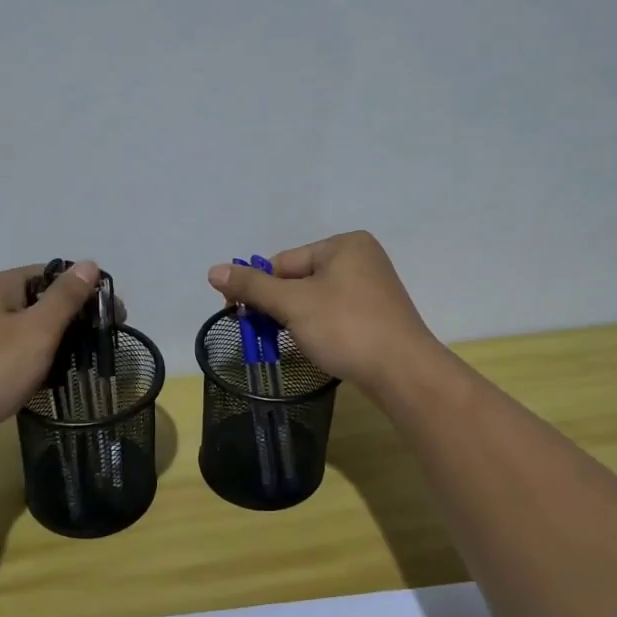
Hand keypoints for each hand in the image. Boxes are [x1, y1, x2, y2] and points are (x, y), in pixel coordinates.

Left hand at [0, 261, 102, 459]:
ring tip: (79, 365)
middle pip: (39, 301)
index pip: (51, 273)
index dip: (84, 290)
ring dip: (54, 343)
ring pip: (27, 329)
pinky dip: (33, 361)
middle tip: (99, 345)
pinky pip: (13, 352)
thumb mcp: (36, 331)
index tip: (112, 317)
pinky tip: (48, 381)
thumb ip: (65, 298)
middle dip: (72, 320)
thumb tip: (89, 263)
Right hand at [207, 231, 440, 397]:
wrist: (402, 372)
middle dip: (278, 306)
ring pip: (315, 300)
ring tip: (287, 343)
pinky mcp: (377, 317)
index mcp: (344, 245)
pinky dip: (318, 329)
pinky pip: (334, 315)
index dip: (259, 288)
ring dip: (295, 320)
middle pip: (299, 280)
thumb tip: (213, 270)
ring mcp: (372, 289)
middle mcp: (361, 259)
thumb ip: (252, 286)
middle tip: (260, 333)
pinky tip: (315, 347)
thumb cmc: (345, 327)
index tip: (238, 313)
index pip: (284, 262)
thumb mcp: (292, 303)